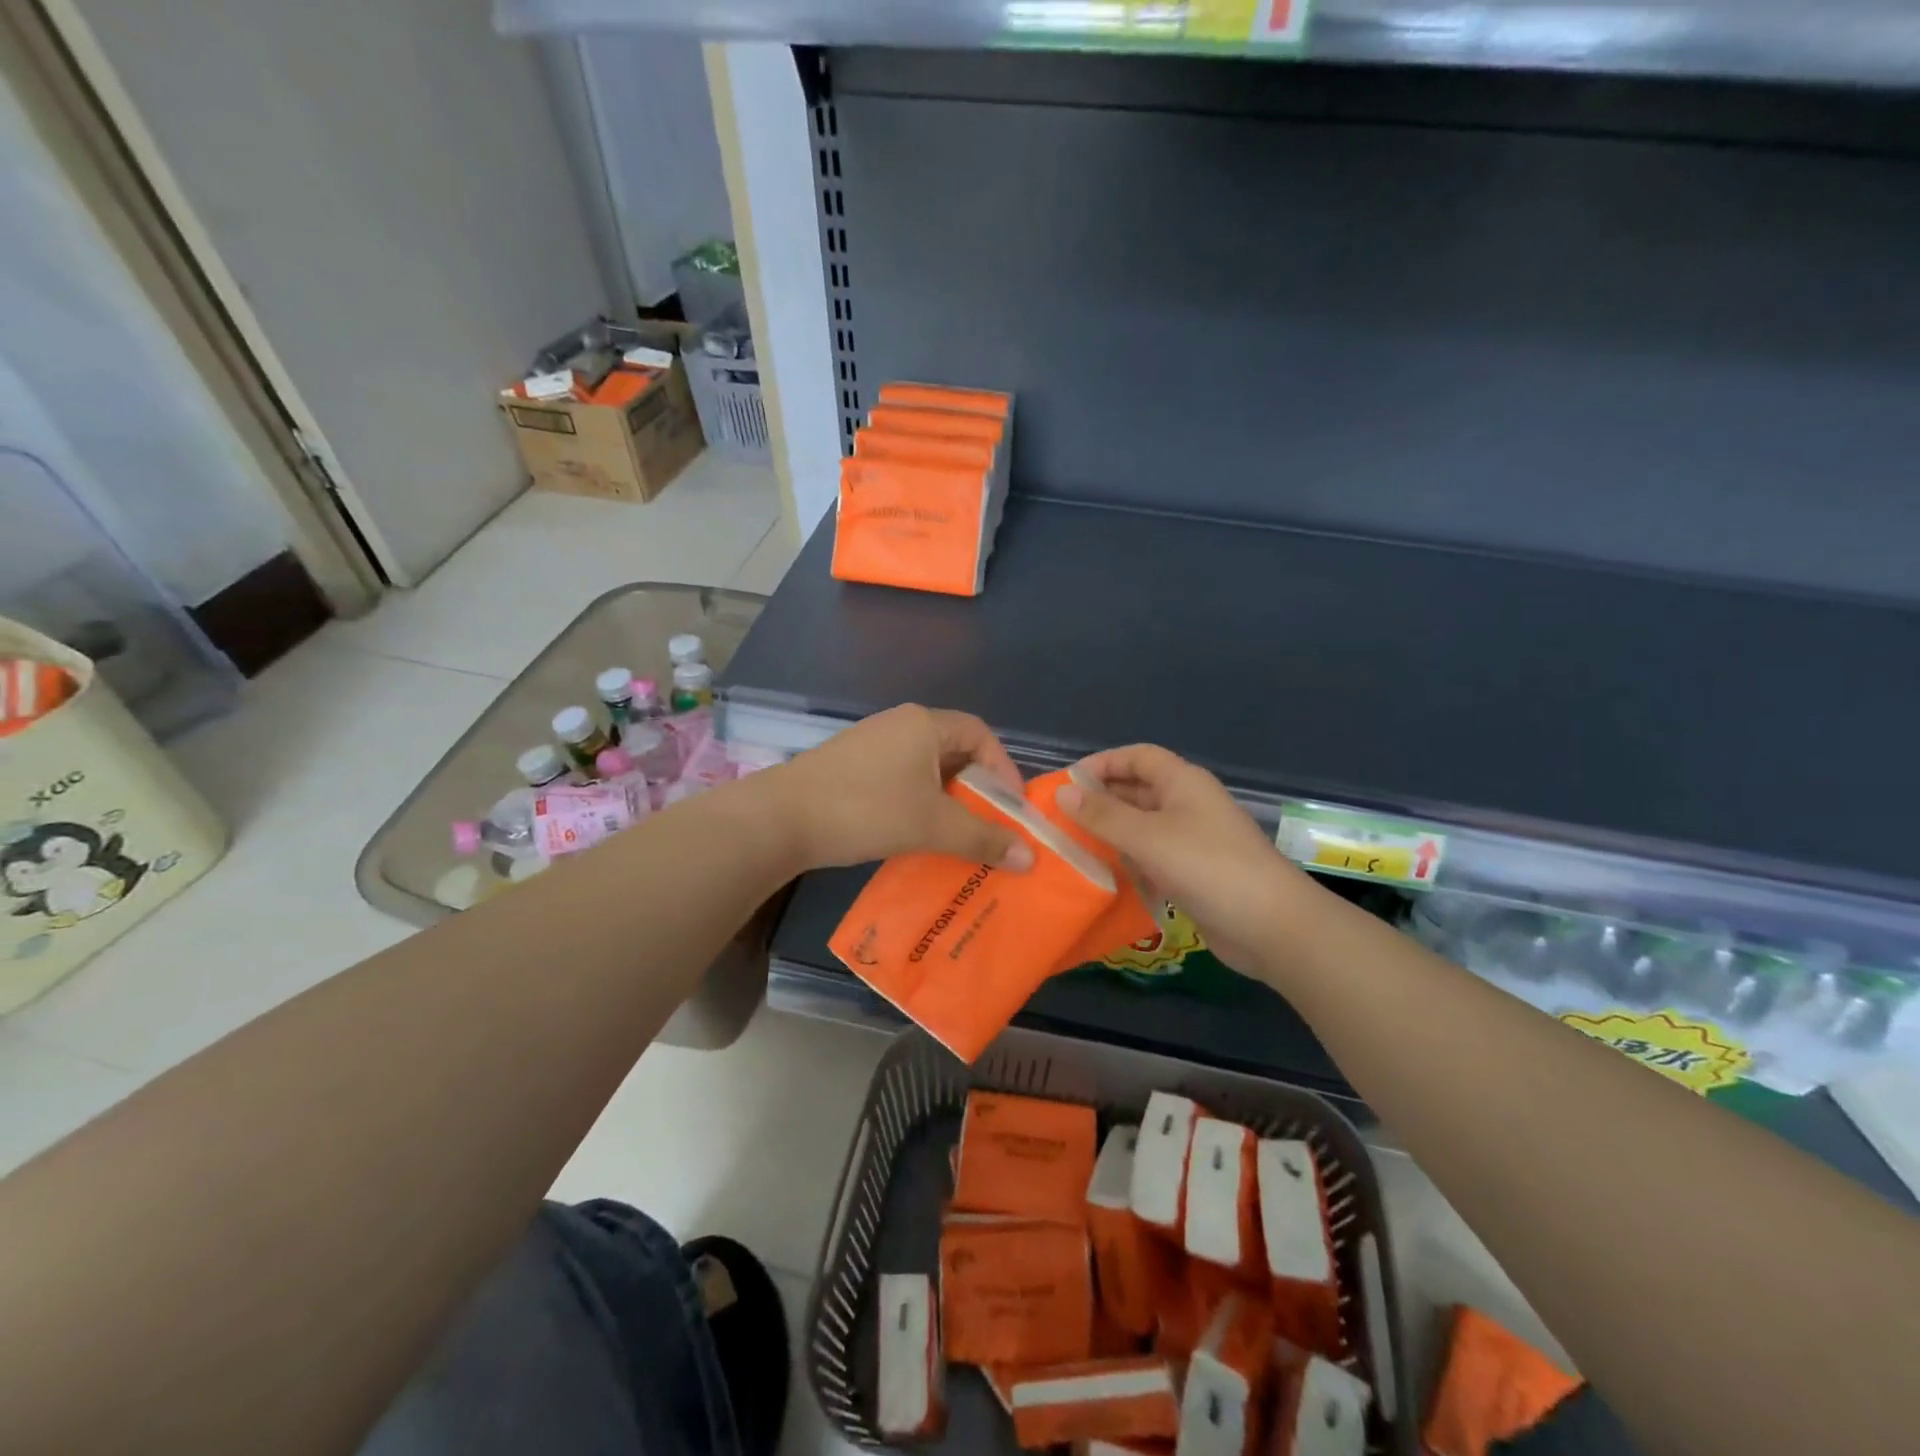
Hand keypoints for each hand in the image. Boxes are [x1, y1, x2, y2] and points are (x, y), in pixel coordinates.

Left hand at [768, 705, 1037, 871]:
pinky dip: (918, 802)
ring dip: (947, 799)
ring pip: (926, 768)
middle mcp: (900, 724)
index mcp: (925, 724)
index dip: (1003, 769)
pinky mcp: (851, 765)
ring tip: (957, 835)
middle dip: (977, 789)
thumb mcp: (932, 825)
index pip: (981, 735)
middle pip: (955, 750)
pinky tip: (915, 833)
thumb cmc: (866, 810)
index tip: (1012, 808)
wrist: (780, 819)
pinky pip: (900, 778)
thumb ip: (984, 838)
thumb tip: (1030, 857)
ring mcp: (872, 743)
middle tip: (989, 825)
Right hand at [1055, 744, 1313, 977]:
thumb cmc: (1207, 867)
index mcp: (1183, 782)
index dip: (1102, 763)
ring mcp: (1192, 840)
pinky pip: (1152, 857)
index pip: (1137, 757)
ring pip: (1142, 826)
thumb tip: (1062, 792)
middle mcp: (1187, 804)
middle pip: (1137, 790)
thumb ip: (1102, 814)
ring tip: (1071, 846)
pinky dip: (1127, 860)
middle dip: (1100, 800)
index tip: (1066, 784)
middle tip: (1059, 818)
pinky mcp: (1193, 874)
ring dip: (1110, 832)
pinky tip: (1102, 874)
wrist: (1270, 926)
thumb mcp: (1147, 836)